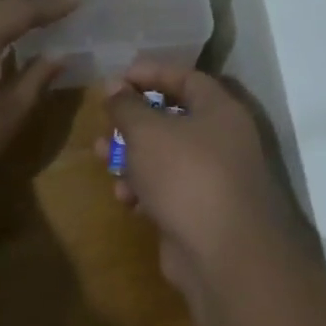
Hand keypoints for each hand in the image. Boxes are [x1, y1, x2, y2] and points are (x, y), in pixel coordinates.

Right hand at [97, 63, 301, 295]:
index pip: (186, 77)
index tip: (117, 78)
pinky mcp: (201, 211)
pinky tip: (126, 199)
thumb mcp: (148, 132)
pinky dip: (145, 190)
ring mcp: (213, 178)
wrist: (224, 253)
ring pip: (165, 158)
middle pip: (172, 119)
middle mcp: (222, 140)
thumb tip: (115, 86)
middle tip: (104, 124)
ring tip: (102, 160)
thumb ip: (127, 106)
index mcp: (220, 110)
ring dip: (131, 157)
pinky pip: (167, 190)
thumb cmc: (186, 175)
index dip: (151, 72)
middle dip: (133, 122)